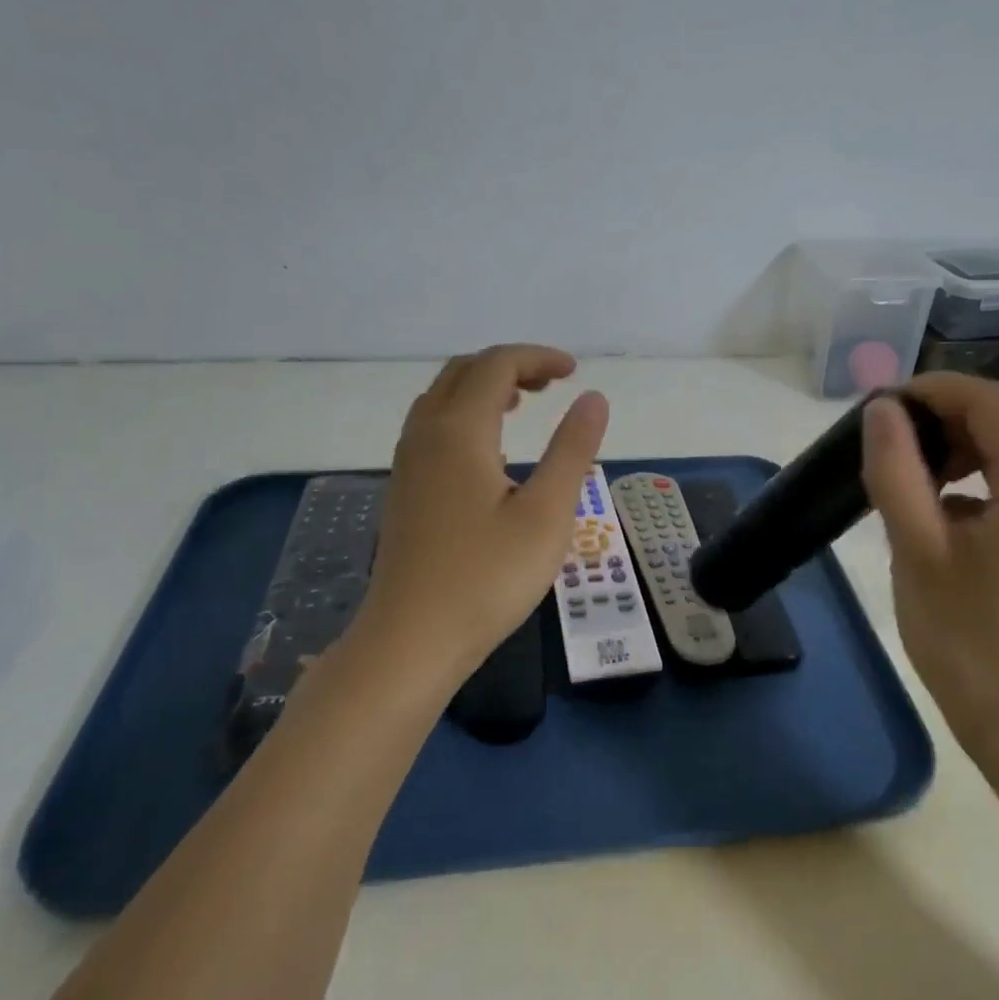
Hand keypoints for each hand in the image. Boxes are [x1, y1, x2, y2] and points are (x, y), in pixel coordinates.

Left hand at [354, 344, 608, 688]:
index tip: (574, 373)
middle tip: (553, 385)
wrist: (410, 641)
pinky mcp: (405, 488)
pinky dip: (466, 414)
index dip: (538, 358)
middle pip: (464, 372)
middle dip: (510, 366)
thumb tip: (593, 398)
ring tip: (525, 405)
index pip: (496, 365)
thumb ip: (572, 450)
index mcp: (458, 430)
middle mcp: (425, 434)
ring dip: (484, 388)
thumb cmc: (486, 578)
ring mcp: (408, 462)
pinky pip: (433, 425)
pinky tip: (492, 450)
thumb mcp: (546, 513)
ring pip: (443, 398)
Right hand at [861, 374, 998, 775]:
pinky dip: (985, 482)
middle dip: (942, 422)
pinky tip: (947, 518)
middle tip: (887, 450)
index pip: (987, 400)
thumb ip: (896, 468)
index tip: (877, 411)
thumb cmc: (969, 642)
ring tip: (910, 483)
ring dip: (961, 451)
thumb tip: (883, 409)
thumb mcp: (918, 549)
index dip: (928, 392)